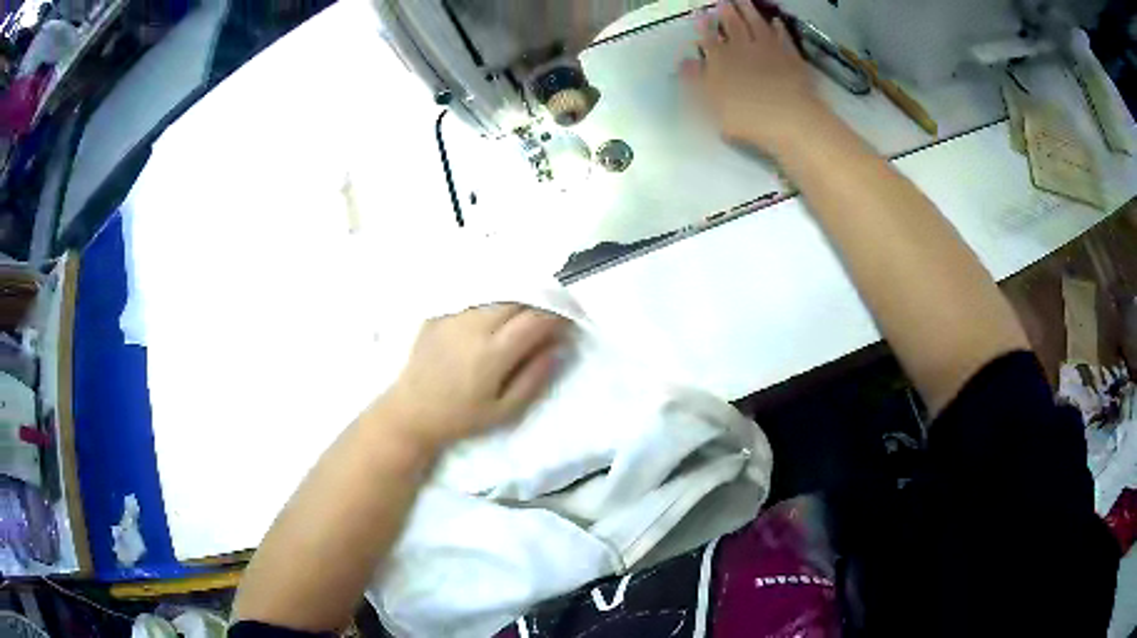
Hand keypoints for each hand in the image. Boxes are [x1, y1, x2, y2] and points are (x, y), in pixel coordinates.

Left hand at [378, 304, 568, 450]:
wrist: (411, 412)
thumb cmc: (461, 417)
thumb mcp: (505, 411)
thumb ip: (534, 377)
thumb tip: (558, 347)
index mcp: (492, 353)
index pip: (534, 319)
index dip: (557, 315)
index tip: (569, 320)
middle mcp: (473, 326)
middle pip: (517, 298)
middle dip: (540, 300)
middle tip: (551, 313)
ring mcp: (453, 315)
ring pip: (496, 292)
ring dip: (518, 296)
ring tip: (527, 310)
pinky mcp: (439, 312)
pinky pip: (474, 295)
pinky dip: (493, 297)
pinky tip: (497, 309)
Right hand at [681, 1, 830, 152]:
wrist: (789, 119)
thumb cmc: (746, 119)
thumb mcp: (711, 106)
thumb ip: (696, 82)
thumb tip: (685, 64)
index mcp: (720, 62)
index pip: (709, 41)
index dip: (705, 28)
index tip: (701, 15)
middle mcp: (743, 50)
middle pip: (733, 27)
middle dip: (726, 13)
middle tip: (723, 1)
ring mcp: (769, 51)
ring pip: (757, 26)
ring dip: (749, 12)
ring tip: (743, 1)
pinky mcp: (792, 58)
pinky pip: (783, 38)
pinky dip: (778, 29)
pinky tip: (776, 22)